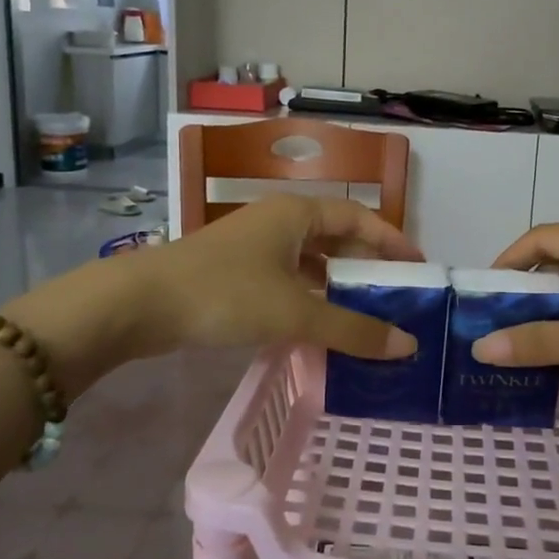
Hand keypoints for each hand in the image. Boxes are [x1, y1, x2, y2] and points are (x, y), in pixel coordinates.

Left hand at [4, 195, 423, 390]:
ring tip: (365, 313)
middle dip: (365, 264)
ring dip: (336, 284)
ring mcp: (252, 247)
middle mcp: (277, 221)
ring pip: (308, 261)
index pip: (359, 218)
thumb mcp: (295, 312)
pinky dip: (308, 298)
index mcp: (296, 213)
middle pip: (335, 237)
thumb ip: (352, 329)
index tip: (419, 267)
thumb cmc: (225, 294)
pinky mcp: (234, 273)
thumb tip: (407, 345)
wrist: (139, 304)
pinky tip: (318, 325)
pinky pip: (286, 279)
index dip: (392, 241)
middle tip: (396, 295)